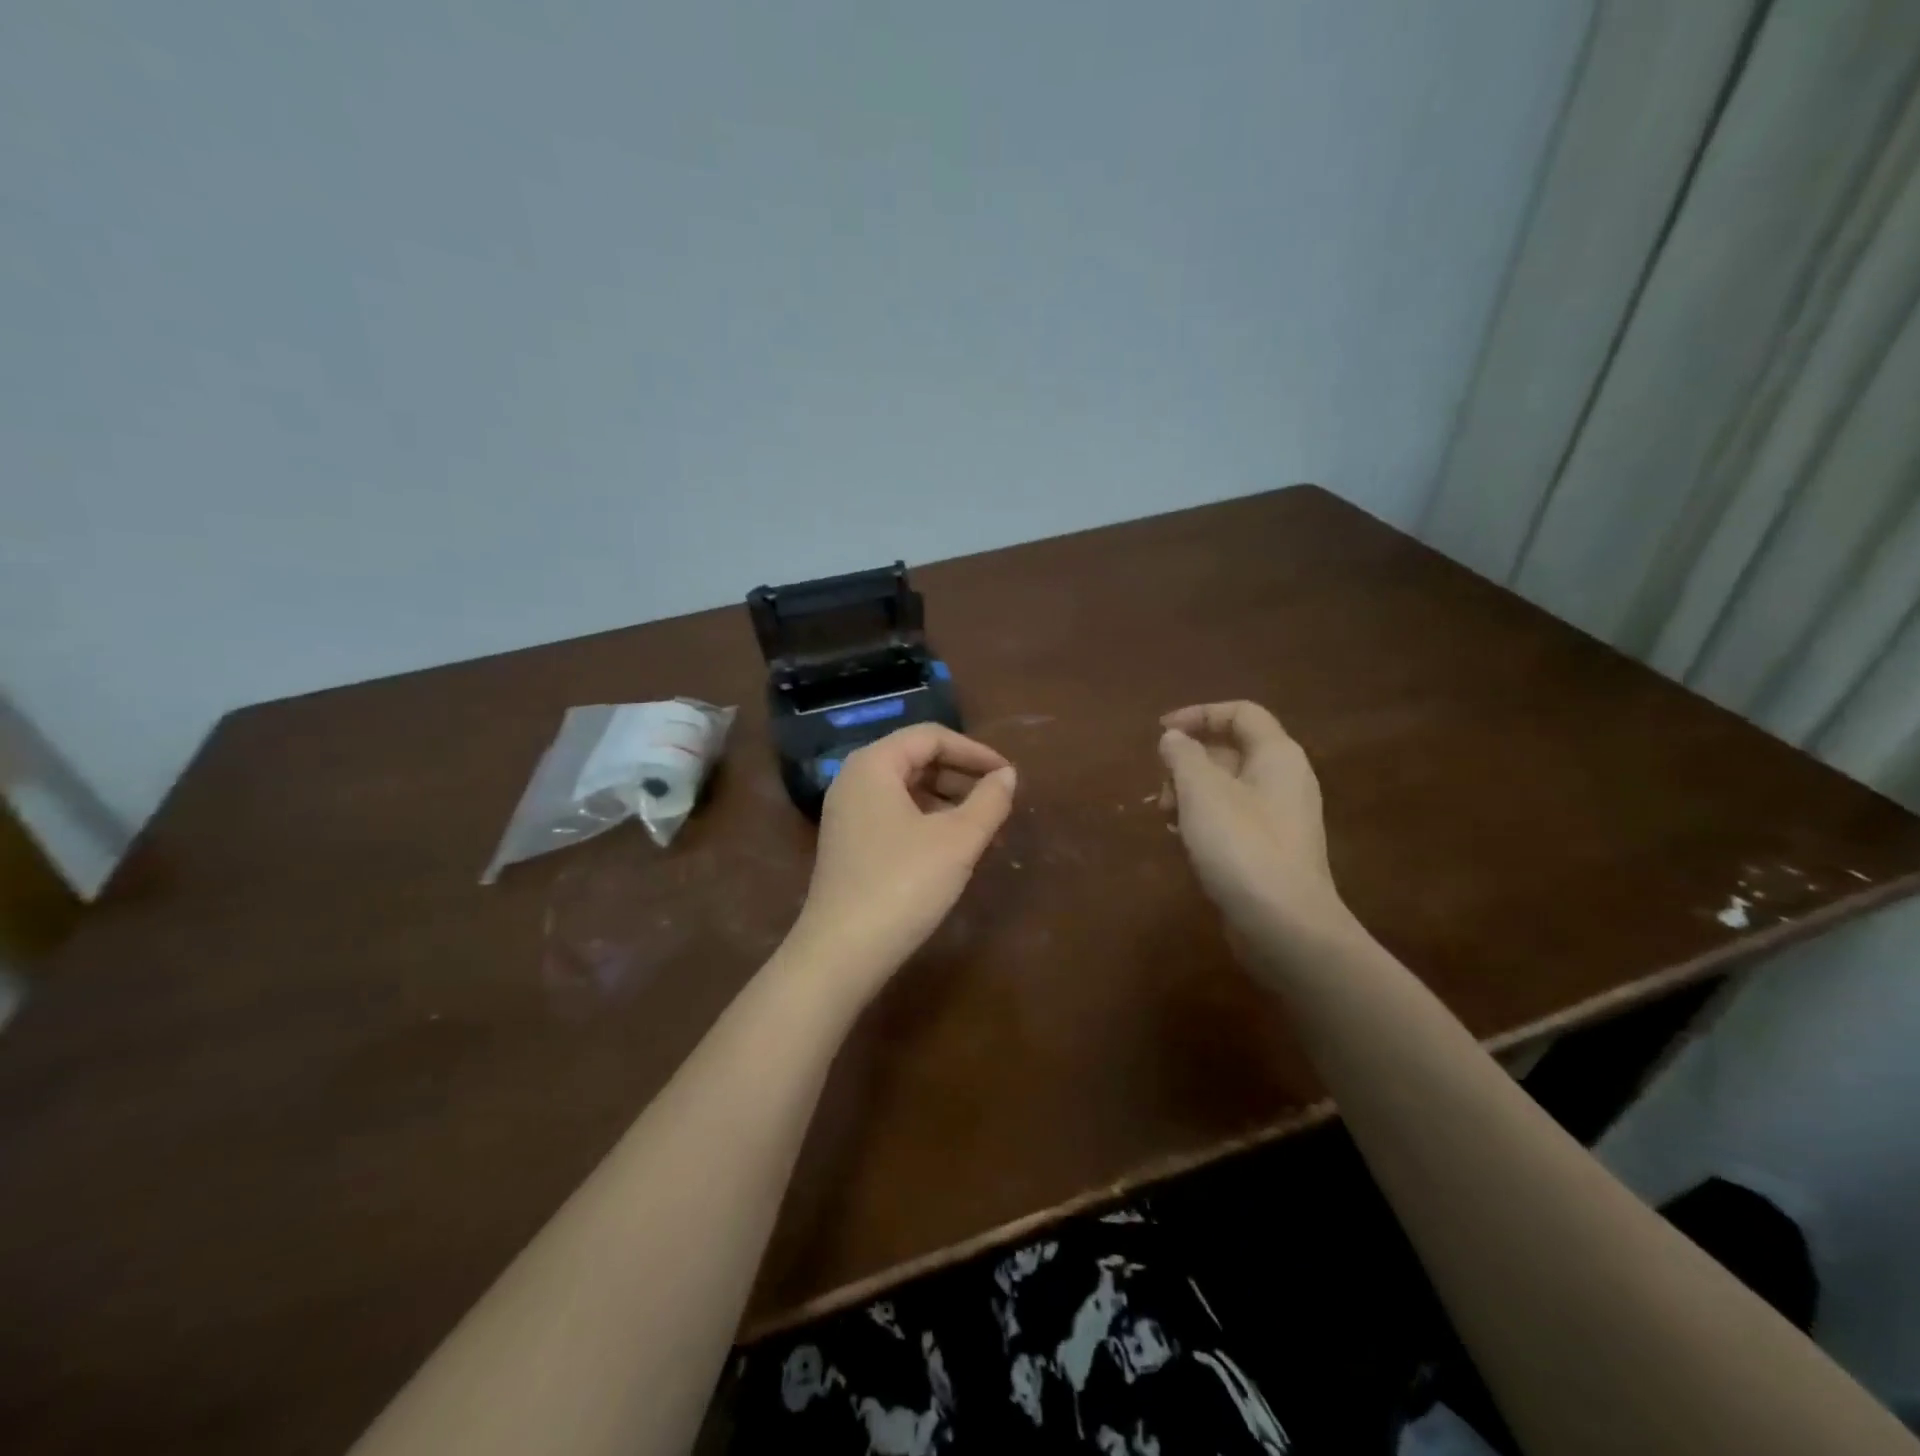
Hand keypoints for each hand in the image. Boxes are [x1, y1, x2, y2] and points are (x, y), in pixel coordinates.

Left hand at [783, 723, 1016, 1000]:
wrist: (842, 952)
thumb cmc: (903, 884)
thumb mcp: (957, 840)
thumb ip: (989, 801)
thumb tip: (1007, 775)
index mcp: (874, 764)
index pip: (930, 737)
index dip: (974, 751)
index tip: (1007, 775)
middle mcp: (854, 780)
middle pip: (916, 760)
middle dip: (961, 776)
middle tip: (997, 802)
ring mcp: (847, 814)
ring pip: (907, 790)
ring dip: (947, 801)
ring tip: (982, 828)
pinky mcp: (849, 844)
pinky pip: (895, 815)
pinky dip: (927, 821)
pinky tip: (951, 849)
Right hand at [1158, 701, 1356, 962]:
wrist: (1285, 925)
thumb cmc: (1242, 846)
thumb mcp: (1201, 791)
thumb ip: (1183, 756)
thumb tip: (1173, 738)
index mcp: (1277, 755)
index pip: (1240, 713)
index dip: (1198, 714)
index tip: (1161, 732)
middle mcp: (1284, 780)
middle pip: (1231, 750)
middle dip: (1188, 761)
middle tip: (1162, 788)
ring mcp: (1280, 817)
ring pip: (1227, 787)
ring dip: (1191, 793)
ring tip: (1167, 818)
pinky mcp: (1270, 849)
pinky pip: (1232, 818)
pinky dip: (1204, 819)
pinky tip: (1183, 841)